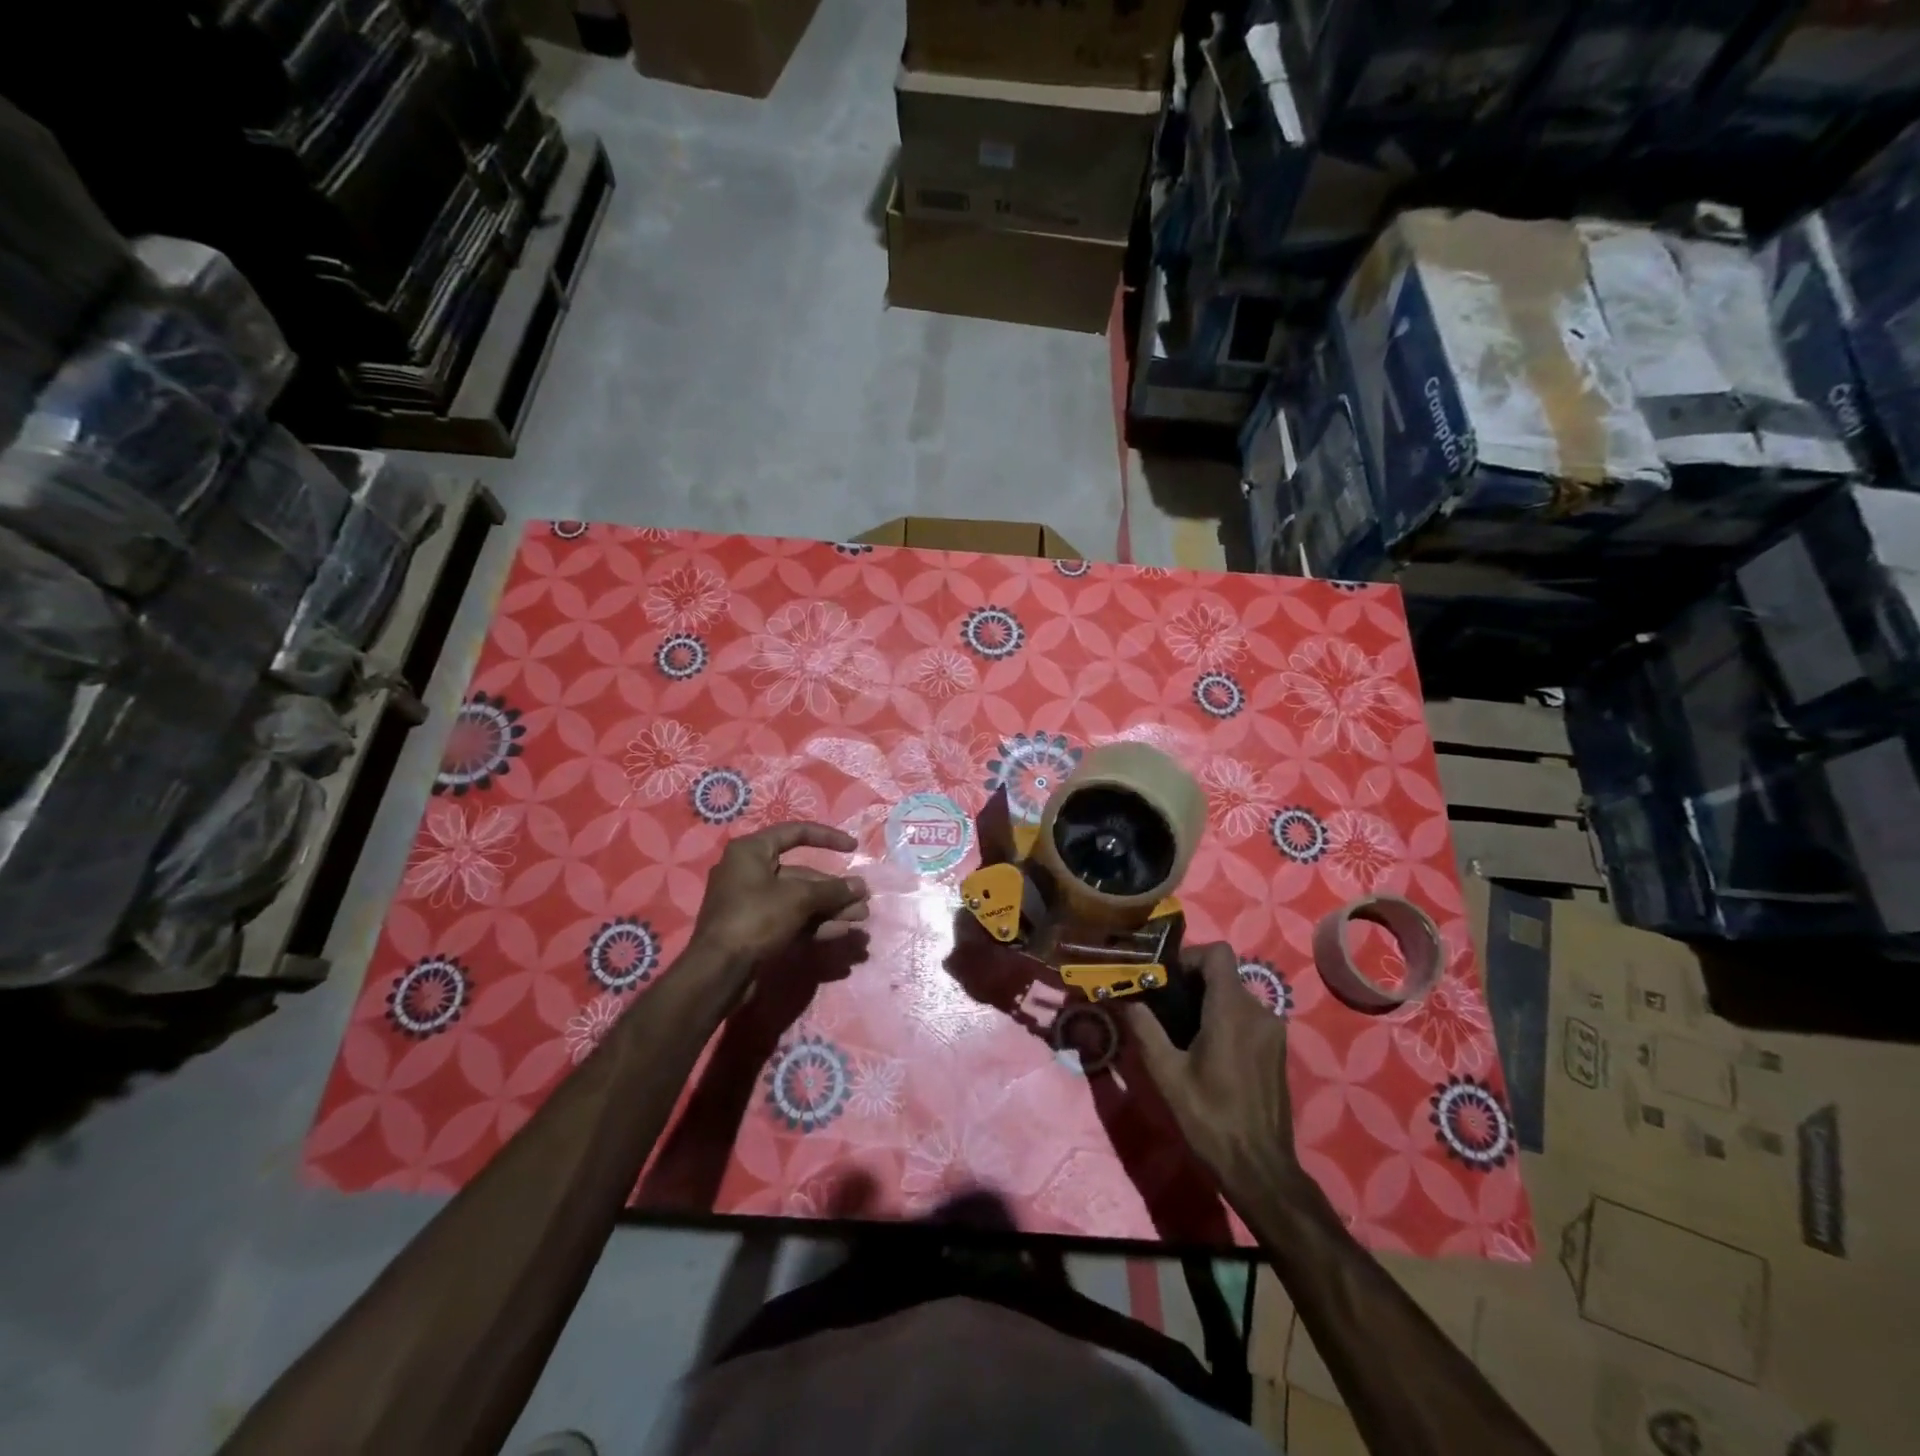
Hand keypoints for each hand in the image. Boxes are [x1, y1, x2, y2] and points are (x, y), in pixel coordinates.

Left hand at [691, 822, 870, 970]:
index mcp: (751, 851)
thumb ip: (831, 890)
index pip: (795, 833)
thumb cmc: (755, 919)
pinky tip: (840, 932)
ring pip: (800, 900)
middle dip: (834, 889)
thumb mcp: (798, 899)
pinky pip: (791, 919)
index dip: (827, 837)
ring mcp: (752, 903)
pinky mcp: (757, 929)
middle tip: (862, 901)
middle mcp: (750, 872)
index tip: (853, 848)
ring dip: (830, 908)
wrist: (718, 972)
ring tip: (859, 919)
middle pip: (802, 874)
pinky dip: (815, 923)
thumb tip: (860, 886)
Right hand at [1122, 942, 1300, 1199]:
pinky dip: (1224, 1021)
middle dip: (1192, 984)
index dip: (1190, 957)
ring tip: (1181, 1034)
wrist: (1260, 1169)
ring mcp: (1273, 1032)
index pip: (1217, 953)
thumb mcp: (1167, 1074)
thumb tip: (1124, 999)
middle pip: (1224, 975)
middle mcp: (1259, 1012)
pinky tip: (1206, 1053)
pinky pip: (1247, 1018)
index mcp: (1232, 1011)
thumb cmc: (1210, 1118)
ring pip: (1235, 997)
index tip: (1166, 980)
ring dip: (1207, 1004)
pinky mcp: (1277, 1051)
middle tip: (1164, 1009)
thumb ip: (1144, 1029)